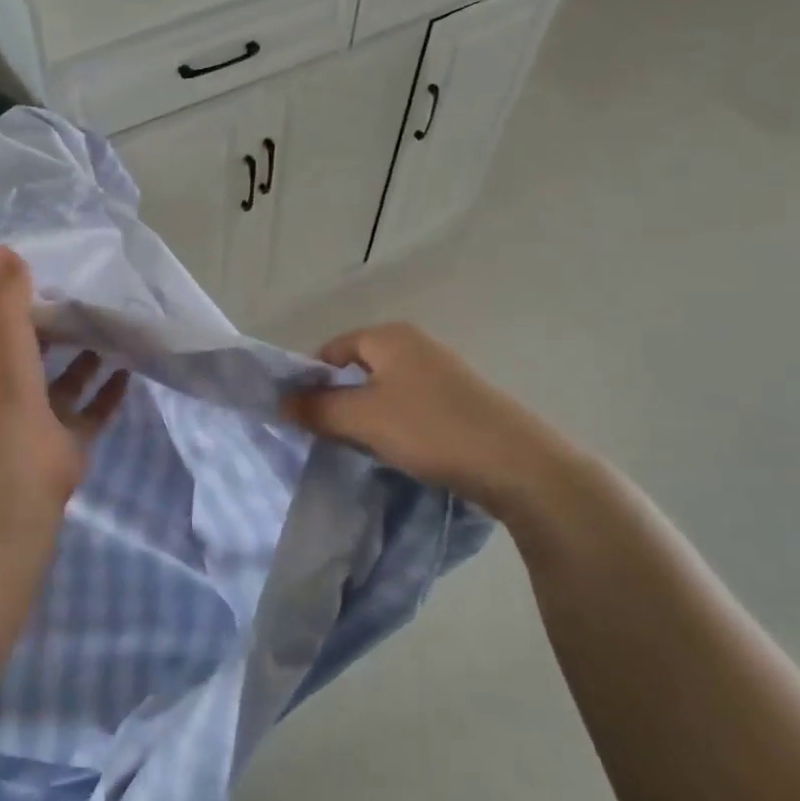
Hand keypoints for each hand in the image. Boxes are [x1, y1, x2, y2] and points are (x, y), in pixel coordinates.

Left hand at [0, 246, 129, 524]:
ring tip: (115, 331)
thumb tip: (1, 250)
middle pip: (36, 354)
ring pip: (67, 383)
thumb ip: (7, 288)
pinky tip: (130, 369)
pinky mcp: (69, 442)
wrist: (12, 465)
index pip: (2, 326)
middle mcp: (8, 389)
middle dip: (60, 331)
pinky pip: (93, 412)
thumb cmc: (0, 386)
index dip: (24, 304)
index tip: (54, 280)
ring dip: (87, 360)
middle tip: (92, 303)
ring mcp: (39, 419)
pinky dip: (110, 392)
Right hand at [284, 323, 585, 523]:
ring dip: (366, 416)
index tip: (302, 415)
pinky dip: (395, 425)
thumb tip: (281, 400)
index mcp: (391, 336)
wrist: (518, 465)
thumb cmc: (431, 429)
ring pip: (384, 390)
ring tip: (360, 447)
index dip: (311, 379)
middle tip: (326, 435)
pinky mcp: (459, 401)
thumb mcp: (364, 418)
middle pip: (358, 368)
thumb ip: (318, 408)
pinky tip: (397, 452)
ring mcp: (441, 373)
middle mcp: (416, 345)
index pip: (332, 349)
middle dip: (339, 400)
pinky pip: (410, 407)